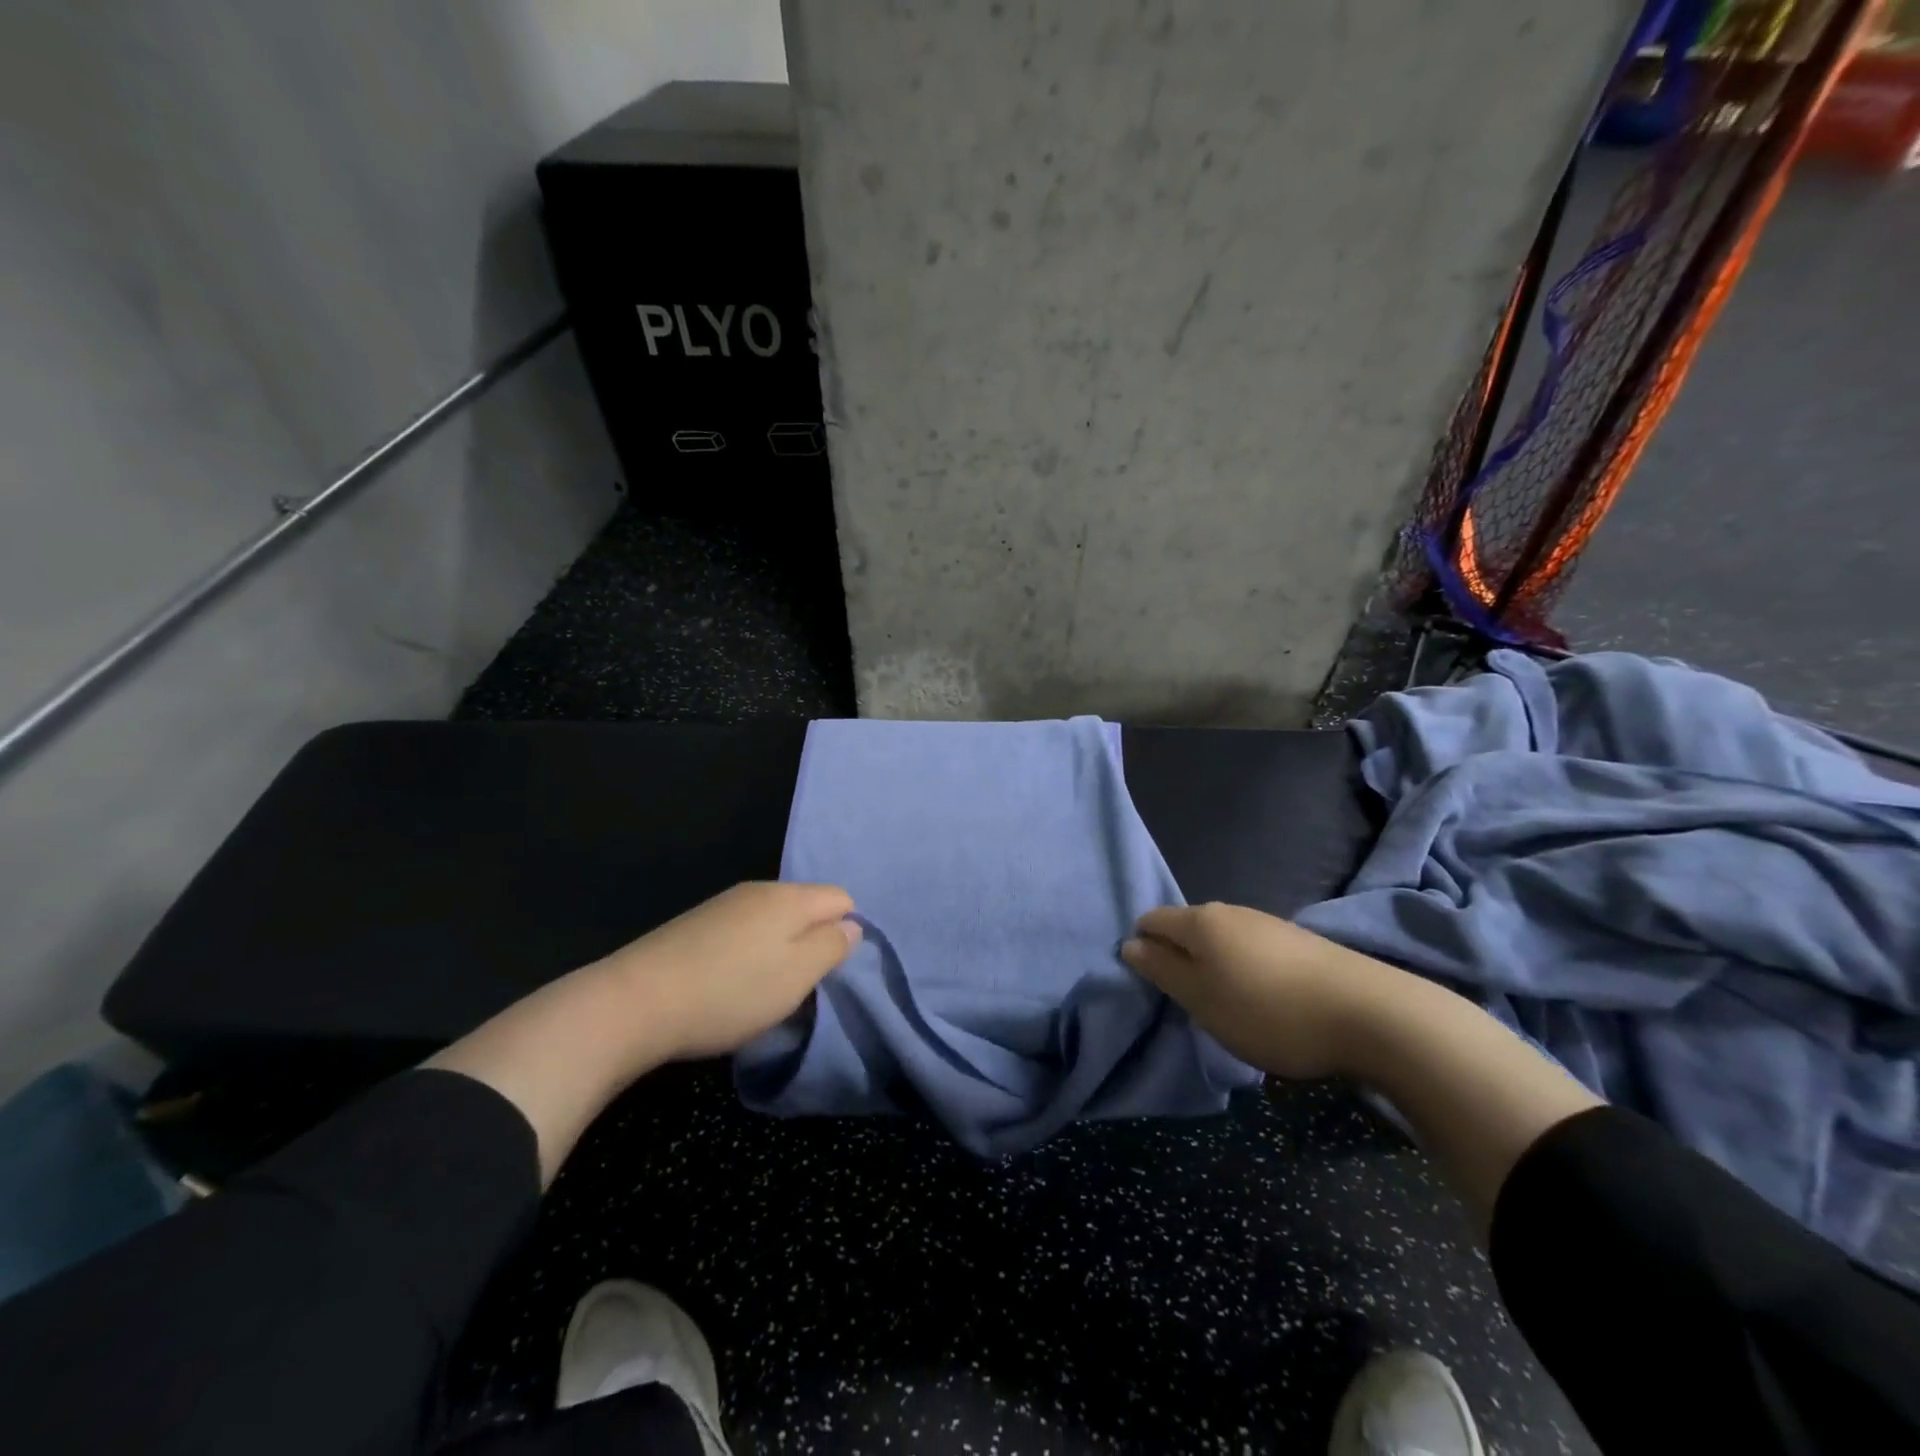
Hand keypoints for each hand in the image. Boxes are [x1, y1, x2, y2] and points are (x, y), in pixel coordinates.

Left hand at [598, 881, 861, 1060]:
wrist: (635, 1002)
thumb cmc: (730, 991)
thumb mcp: (797, 975)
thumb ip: (832, 946)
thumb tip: (852, 926)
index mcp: (789, 897)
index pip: (842, 899)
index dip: (846, 933)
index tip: (831, 972)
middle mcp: (759, 890)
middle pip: (807, 908)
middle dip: (812, 943)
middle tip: (801, 987)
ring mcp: (724, 905)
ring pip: (774, 922)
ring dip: (780, 952)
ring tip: (765, 992)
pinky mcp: (696, 925)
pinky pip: (744, 932)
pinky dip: (749, 955)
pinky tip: (731, 985)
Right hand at [1122, 902, 1389, 1080]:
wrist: (1369, 1014)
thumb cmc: (1268, 1011)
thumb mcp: (1202, 1000)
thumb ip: (1162, 971)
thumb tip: (1130, 944)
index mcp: (1200, 921)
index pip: (1151, 920)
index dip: (1142, 948)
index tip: (1153, 986)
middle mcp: (1230, 911)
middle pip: (1186, 928)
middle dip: (1178, 959)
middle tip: (1187, 1003)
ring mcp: (1267, 923)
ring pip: (1221, 940)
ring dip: (1213, 967)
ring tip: (1226, 1007)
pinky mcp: (1298, 942)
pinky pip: (1251, 950)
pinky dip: (1243, 971)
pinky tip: (1263, 1001)